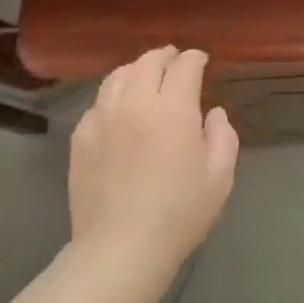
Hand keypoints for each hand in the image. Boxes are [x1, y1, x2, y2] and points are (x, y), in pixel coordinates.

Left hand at [68, 47, 239, 273]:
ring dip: (136, 69)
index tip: (201, 60)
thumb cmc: (180, 212)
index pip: (184, 66)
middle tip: (174, 59)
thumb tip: (213, 112)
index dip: (194, 58)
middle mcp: (135, 102)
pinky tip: (119, 106)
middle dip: (165, 56)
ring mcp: (102, 117)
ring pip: (118, 76)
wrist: (121, 246)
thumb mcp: (219, 176)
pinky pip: (98, 102)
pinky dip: (113, 95)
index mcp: (173, 108)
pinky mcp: (80, 137)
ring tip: (145, 74)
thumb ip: (223, 136)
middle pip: (148, 62)